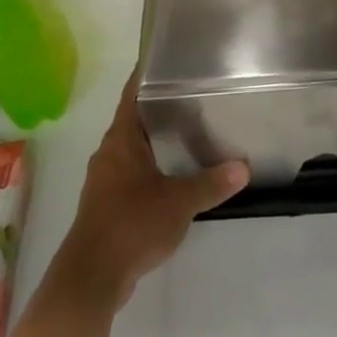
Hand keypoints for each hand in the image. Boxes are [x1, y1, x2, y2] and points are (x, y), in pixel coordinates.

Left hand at [50, 67, 249, 310]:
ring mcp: (104, 179)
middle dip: (159, 110)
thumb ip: (211, 183)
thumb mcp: (179, 202)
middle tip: (193, 98)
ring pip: (132, 149)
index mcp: (121, 138)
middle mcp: (108, 152)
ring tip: (188, 136)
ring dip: (155, 142)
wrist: (93, 275)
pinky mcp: (105, 204)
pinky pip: (130, 175)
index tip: (168, 60)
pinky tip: (172, 178)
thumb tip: (243, 167)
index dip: (147, 75)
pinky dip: (150, 169)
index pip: (132, 93)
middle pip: (134, 120)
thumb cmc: (133, 223)